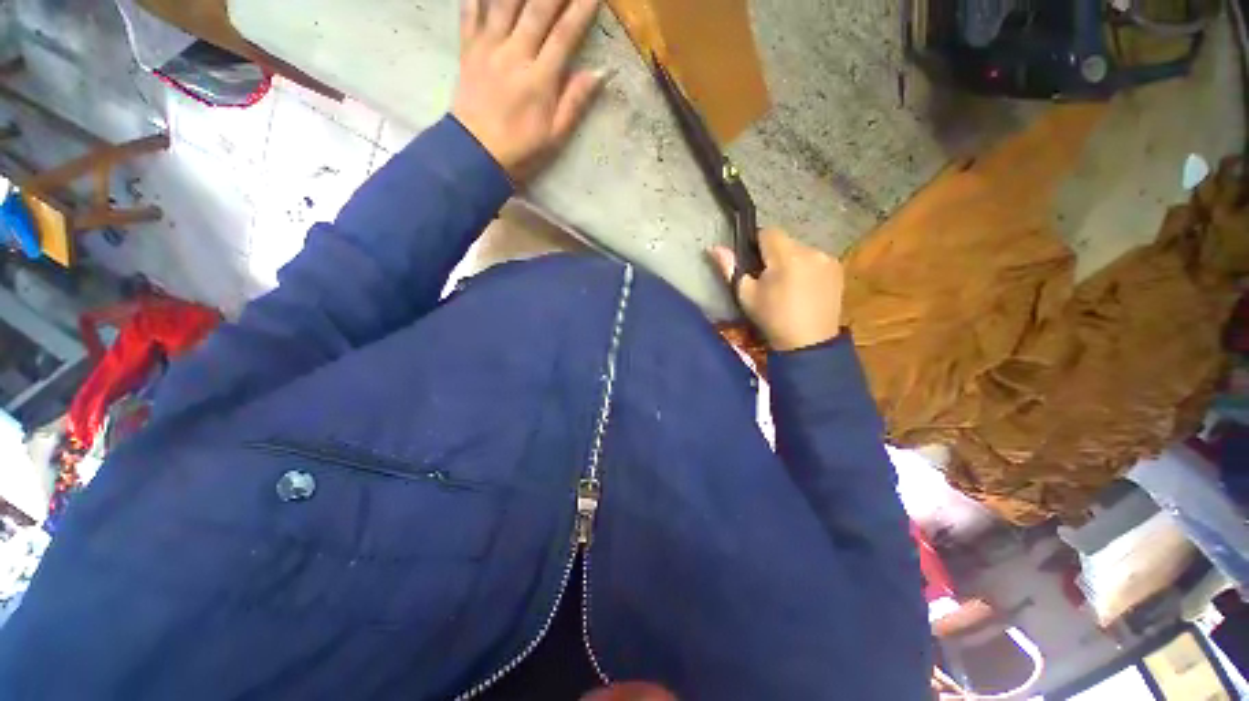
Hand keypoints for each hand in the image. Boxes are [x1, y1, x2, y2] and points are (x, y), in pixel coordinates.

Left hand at [452, 0, 604, 181]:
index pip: (565, 35)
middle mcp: (514, 55)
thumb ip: (574, 102)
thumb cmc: (521, 150)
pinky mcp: (468, 50)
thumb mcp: (555, 136)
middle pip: (536, 9)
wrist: (475, 155)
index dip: (581, 10)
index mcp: (539, 79)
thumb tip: (598, 73)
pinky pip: (469, 11)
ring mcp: (488, 48)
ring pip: (503, 2)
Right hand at [709, 230, 844, 351]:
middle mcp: (811, 250)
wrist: (808, 343)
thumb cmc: (772, 319)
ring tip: (787, 287)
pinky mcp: (838, 270)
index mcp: (787, 256)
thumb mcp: (746, 295)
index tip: (753, 264)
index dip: (756, 244)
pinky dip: (807, 269)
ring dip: (791, 262)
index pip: (768, 232)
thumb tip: (714, 248)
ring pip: (801, 251)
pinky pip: (815, 261)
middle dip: (774, 255)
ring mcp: (828, 260)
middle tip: (768, 281)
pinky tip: (804, 289)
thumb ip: (730, 268)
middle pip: (785, 242)